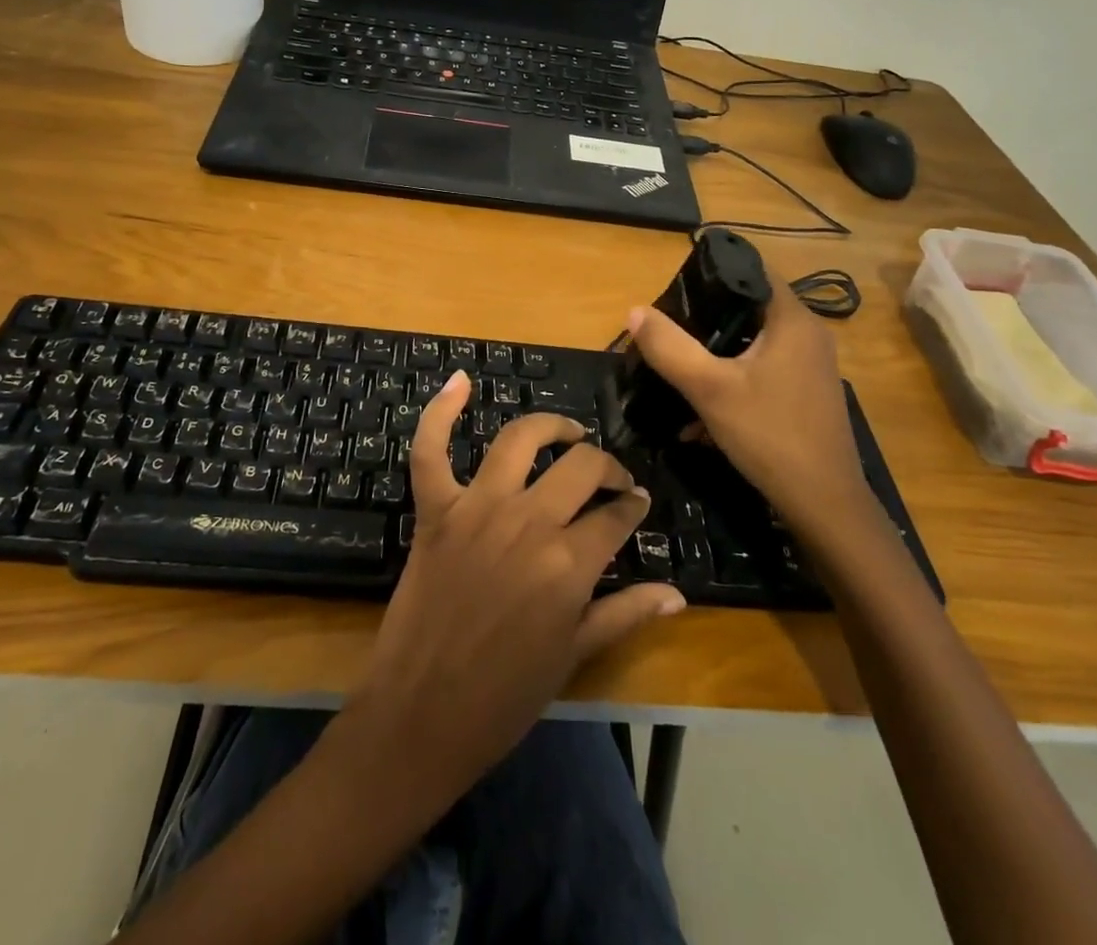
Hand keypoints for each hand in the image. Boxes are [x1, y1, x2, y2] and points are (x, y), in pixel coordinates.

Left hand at [345, 371, 683, 805]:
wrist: (420, 716)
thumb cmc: (503, 698)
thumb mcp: (574, 657)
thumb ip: (626, 614)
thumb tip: (677, 593)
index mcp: (568, 563)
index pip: (616, 515)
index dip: (633, 506)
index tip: (638, 504)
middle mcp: (528, 521)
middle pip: (581, 467)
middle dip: (607, 467)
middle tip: (611, 478)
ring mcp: (476, 508)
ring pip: (521, 440)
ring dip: (551, 426)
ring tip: (568, 432)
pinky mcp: (435, 509)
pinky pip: (431, 449)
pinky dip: (441, 411)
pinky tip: (460, 380)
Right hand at [626, 280, 878, 544]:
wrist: (824, 505)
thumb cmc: (769, 435)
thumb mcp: (709, 388)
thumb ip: (669, 347)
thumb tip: (636, 311)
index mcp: (792, 320)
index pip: (752, 272)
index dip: (713, 275)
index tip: (677, 292)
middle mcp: (808, 335)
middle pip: (749, 308)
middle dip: (707, 320)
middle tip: (670, 331)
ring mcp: (811, 367)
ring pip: (754, 344)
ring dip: (717, 355)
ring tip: (679, 370)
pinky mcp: (807, 395)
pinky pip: (763, 371)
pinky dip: (734, 380)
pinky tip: (703, 413)